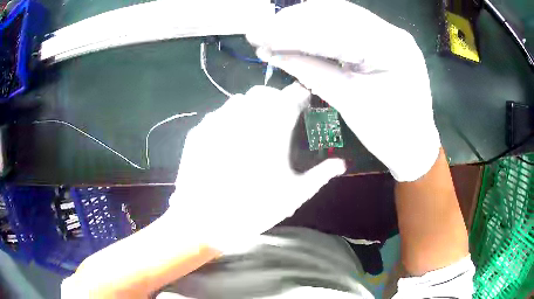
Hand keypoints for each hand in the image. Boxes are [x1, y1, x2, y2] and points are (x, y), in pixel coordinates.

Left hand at [169, 84, 345, 251]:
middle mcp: (245, 117)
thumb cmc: (255, 209)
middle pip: (264, 92)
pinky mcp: (199, 131)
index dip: (300, 94)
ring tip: (253, 126)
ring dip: (251, 106)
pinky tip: (228, 139)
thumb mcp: (294, 194)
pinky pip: (217, 114)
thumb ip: (321, 174)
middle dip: (276, 98)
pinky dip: (228, 119)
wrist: (205, 223)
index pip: (292, 95)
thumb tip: (342, 163)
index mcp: (273, 129)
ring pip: (239, 99)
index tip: (304, 101)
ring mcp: (218, 122)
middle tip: (280, 114)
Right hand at [247, 0, 440, 181]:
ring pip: (340, 15)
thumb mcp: (349, 103)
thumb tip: (270, 53)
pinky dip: (320, 28)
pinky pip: (348, 26)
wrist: (415, 145)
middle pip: (337, 13)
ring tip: (274, 30)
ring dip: (304, 21)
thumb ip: (309, 72)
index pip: (335, 30)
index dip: (291, 31)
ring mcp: (390, 34)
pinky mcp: (384, 40)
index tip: (258, 35)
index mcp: (393, 50)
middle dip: (294, 21)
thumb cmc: (389, 134)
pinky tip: (298, 33)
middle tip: (262, 30)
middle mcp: (394, 33)